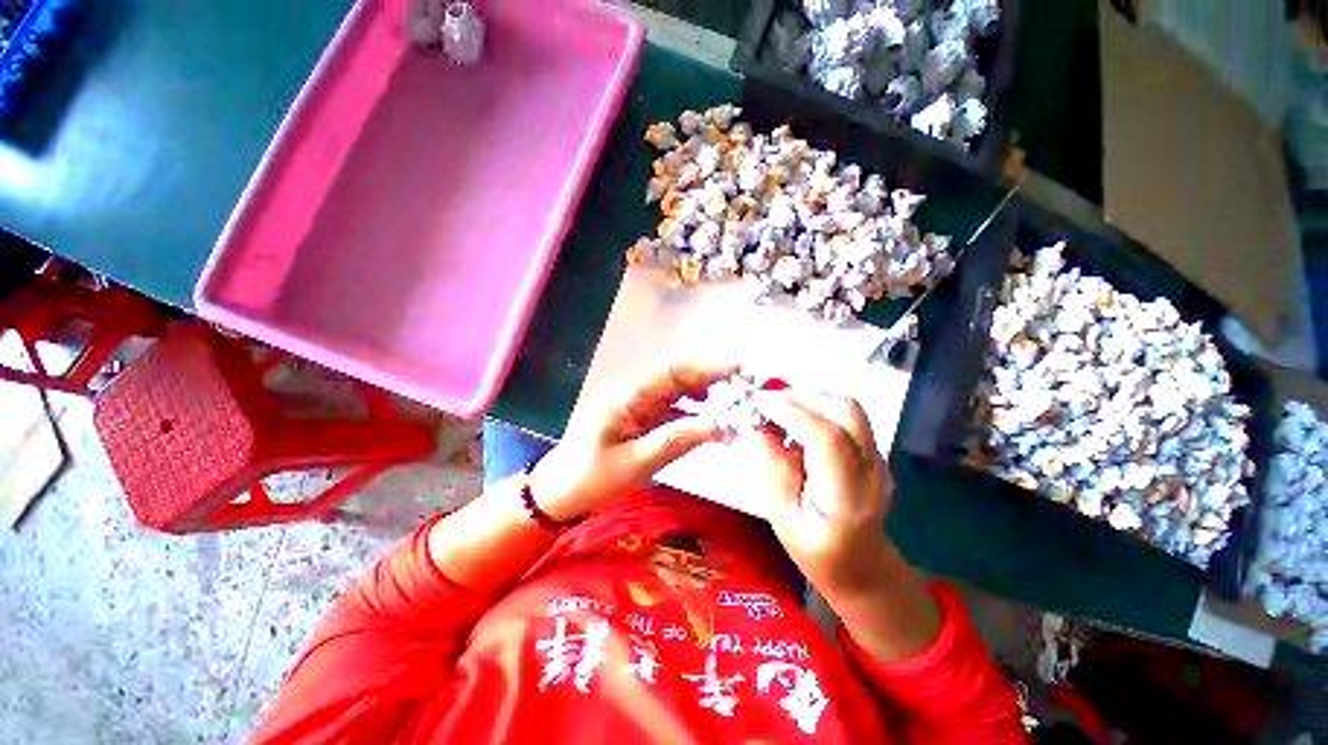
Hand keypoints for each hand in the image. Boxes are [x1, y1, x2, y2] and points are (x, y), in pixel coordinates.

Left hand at [528, 361, 737, 520]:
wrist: (560, 490)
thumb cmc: (592, 478)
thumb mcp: (636, 463)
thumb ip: (677, 439)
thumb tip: (721, 424)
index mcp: (627, 396)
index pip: (672, 371)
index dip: (707, 365)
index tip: (740, 366)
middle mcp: (633, 390)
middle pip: (677, 373)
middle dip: (711, 373)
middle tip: (746, 380)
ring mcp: (636, 400)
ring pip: (675, 385)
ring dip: (704, 386)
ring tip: (733, 394)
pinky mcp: (639, 413)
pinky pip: (670, 402)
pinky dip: (692, 404)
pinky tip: (707, 411)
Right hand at [739, 389, 894, 595]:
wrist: (863, 567)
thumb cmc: (818, 553)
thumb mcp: (783, 519)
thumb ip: (771, 470)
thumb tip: (754, 426)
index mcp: (848, 498)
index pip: (828, 439)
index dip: (792, 412)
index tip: (758, 402)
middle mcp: (872, 470)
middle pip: (847, 411)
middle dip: (803, 395)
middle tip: (767, 400)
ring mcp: (878, 458)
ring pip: (848, 408)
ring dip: (810, 398)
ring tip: (779, 407)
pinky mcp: (872, 451)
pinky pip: (846, 416)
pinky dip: (818, 407)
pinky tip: (797, 420)